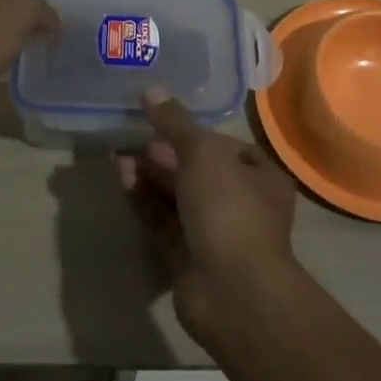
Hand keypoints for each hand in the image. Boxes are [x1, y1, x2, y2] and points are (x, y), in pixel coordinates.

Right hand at [116, 87, 300, 346]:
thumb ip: (175, 122)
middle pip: (198, 172)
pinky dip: (144, 202)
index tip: (162, 124)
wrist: (232, 291)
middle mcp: (242, 204)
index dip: (195, 134)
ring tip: (119, 158)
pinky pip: (164, 222)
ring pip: (178, 198)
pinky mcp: (189, 258)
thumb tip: (151, 89)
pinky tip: (123, 182)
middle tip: (133, 141)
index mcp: (261, 177)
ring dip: (150, 177)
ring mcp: (216, 234)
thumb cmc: (229, 209)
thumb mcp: (202, 153)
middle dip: (165, 156)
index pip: (227, 147)